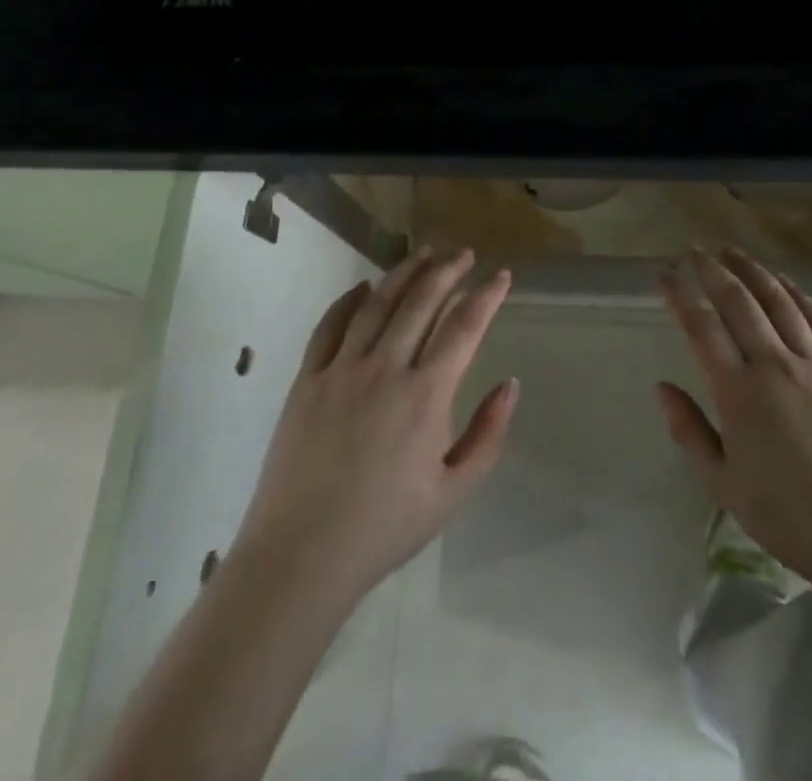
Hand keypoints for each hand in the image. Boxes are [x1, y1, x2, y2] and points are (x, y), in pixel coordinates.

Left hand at [230, 248, 517, 604]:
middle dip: (448, 271)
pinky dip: (349, 300)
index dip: (487, 295)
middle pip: (422, 301)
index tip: (502, 275)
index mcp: (425, 396)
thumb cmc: (384, 528)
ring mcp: (341, 369)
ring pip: (378, 302)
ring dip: (405, 272)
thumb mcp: (453, 493)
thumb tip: (510, 384)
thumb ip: (487, 436)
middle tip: (464, 254)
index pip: (464, 327)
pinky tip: (363, 287)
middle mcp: (385, 368)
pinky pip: (330, 324)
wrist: (301, 557)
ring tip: (424, 253)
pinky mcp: (307, 378)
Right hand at [657, 247, 811, 584]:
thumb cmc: (792, 519)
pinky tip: (785, 283)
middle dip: (712, 271)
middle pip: (738, 302)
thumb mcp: (725, 486)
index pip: (701, 328)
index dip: (679, 296)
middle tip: (695, 250)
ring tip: (733, 252)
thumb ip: (690, 432)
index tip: (664, 274)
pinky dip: (797, 294)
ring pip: (778, 302)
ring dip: (752, 271)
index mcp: (738, 393)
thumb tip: (662, 388)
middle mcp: (774, 366)